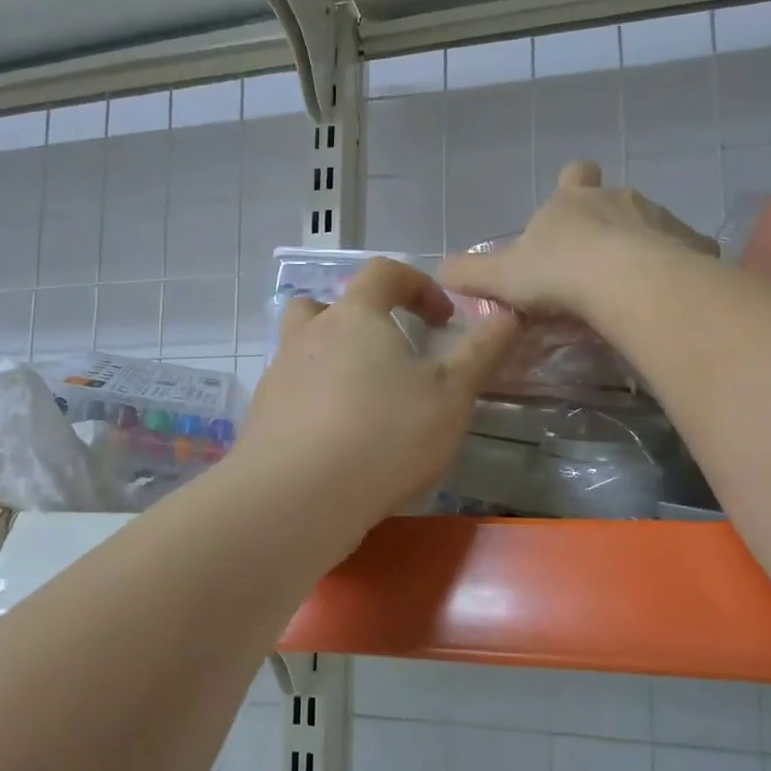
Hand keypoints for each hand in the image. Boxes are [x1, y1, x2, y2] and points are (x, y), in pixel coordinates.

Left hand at [232, 258, 519, 537]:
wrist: (298, 496)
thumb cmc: (385, 434)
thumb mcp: (452, 395)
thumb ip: (482, 352)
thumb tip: (509, 313)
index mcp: (355, 316)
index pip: (384, 273)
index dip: (418, 285)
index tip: (443, 318)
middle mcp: (308, 335)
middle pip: (326, 305)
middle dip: (359, 319)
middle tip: (386, 353)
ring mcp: (278, 376)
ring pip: (302, 350)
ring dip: (332, 361)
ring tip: (363, 400)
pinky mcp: (261, 417)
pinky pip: (291, 394)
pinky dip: (314, 403)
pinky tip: (336, 441)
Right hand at [438, 160, 715, 319]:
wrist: (627, 284)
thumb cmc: (558, 273)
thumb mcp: (502, 277)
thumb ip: (470, 273)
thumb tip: (439, 270)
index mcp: (572, 201)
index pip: (573, 175)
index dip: (570, 187)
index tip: (567, 210)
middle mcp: (618, 199)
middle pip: (613, 199)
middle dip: (606, 223)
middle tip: (593, 263)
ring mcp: (659, 218)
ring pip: (649, 225)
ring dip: (639, 247)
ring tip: (628, 287)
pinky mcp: (692, 245)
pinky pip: (682, 251)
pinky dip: (672, 268)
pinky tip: (661, 296)